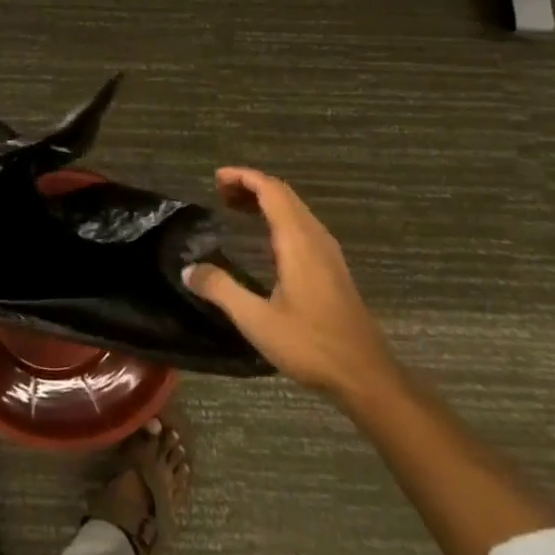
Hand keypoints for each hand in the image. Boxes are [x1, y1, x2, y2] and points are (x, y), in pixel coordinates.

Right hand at [184, 167, 396, 401]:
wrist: (367, 377)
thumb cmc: (312, 345)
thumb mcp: (257, 321)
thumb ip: (221, 290)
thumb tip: (188, 269)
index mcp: (298, 242)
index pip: (271, 190)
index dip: (243, 177)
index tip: (216, 179)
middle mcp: (316, 238)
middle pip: (284, 194)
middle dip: (251, 185)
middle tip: (220, 193)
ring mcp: (328, 252)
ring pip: (295, 209)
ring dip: (266, 201)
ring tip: (236, 209)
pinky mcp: (333, 268)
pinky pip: (303, 225)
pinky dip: (278, 217)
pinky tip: (265, 239)